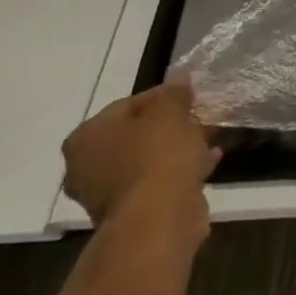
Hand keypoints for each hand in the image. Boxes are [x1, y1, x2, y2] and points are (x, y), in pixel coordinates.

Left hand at [62, 78, 220, 241]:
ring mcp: (106, 193)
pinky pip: (158, 181)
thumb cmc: (158, 156)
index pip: (128, 104)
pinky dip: (180, 170)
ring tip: (209, 139)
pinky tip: (209, 161)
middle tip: (200, 117)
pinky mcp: (130, 212)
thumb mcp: (170, 113)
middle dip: (169, 125)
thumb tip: (179, 76)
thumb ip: (174, 93)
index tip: (192, 96)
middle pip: (135, 134)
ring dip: (177, 148)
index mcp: (86, 137)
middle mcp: (86, 165)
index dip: (164, 96)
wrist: (158, 218)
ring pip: (147, 159)